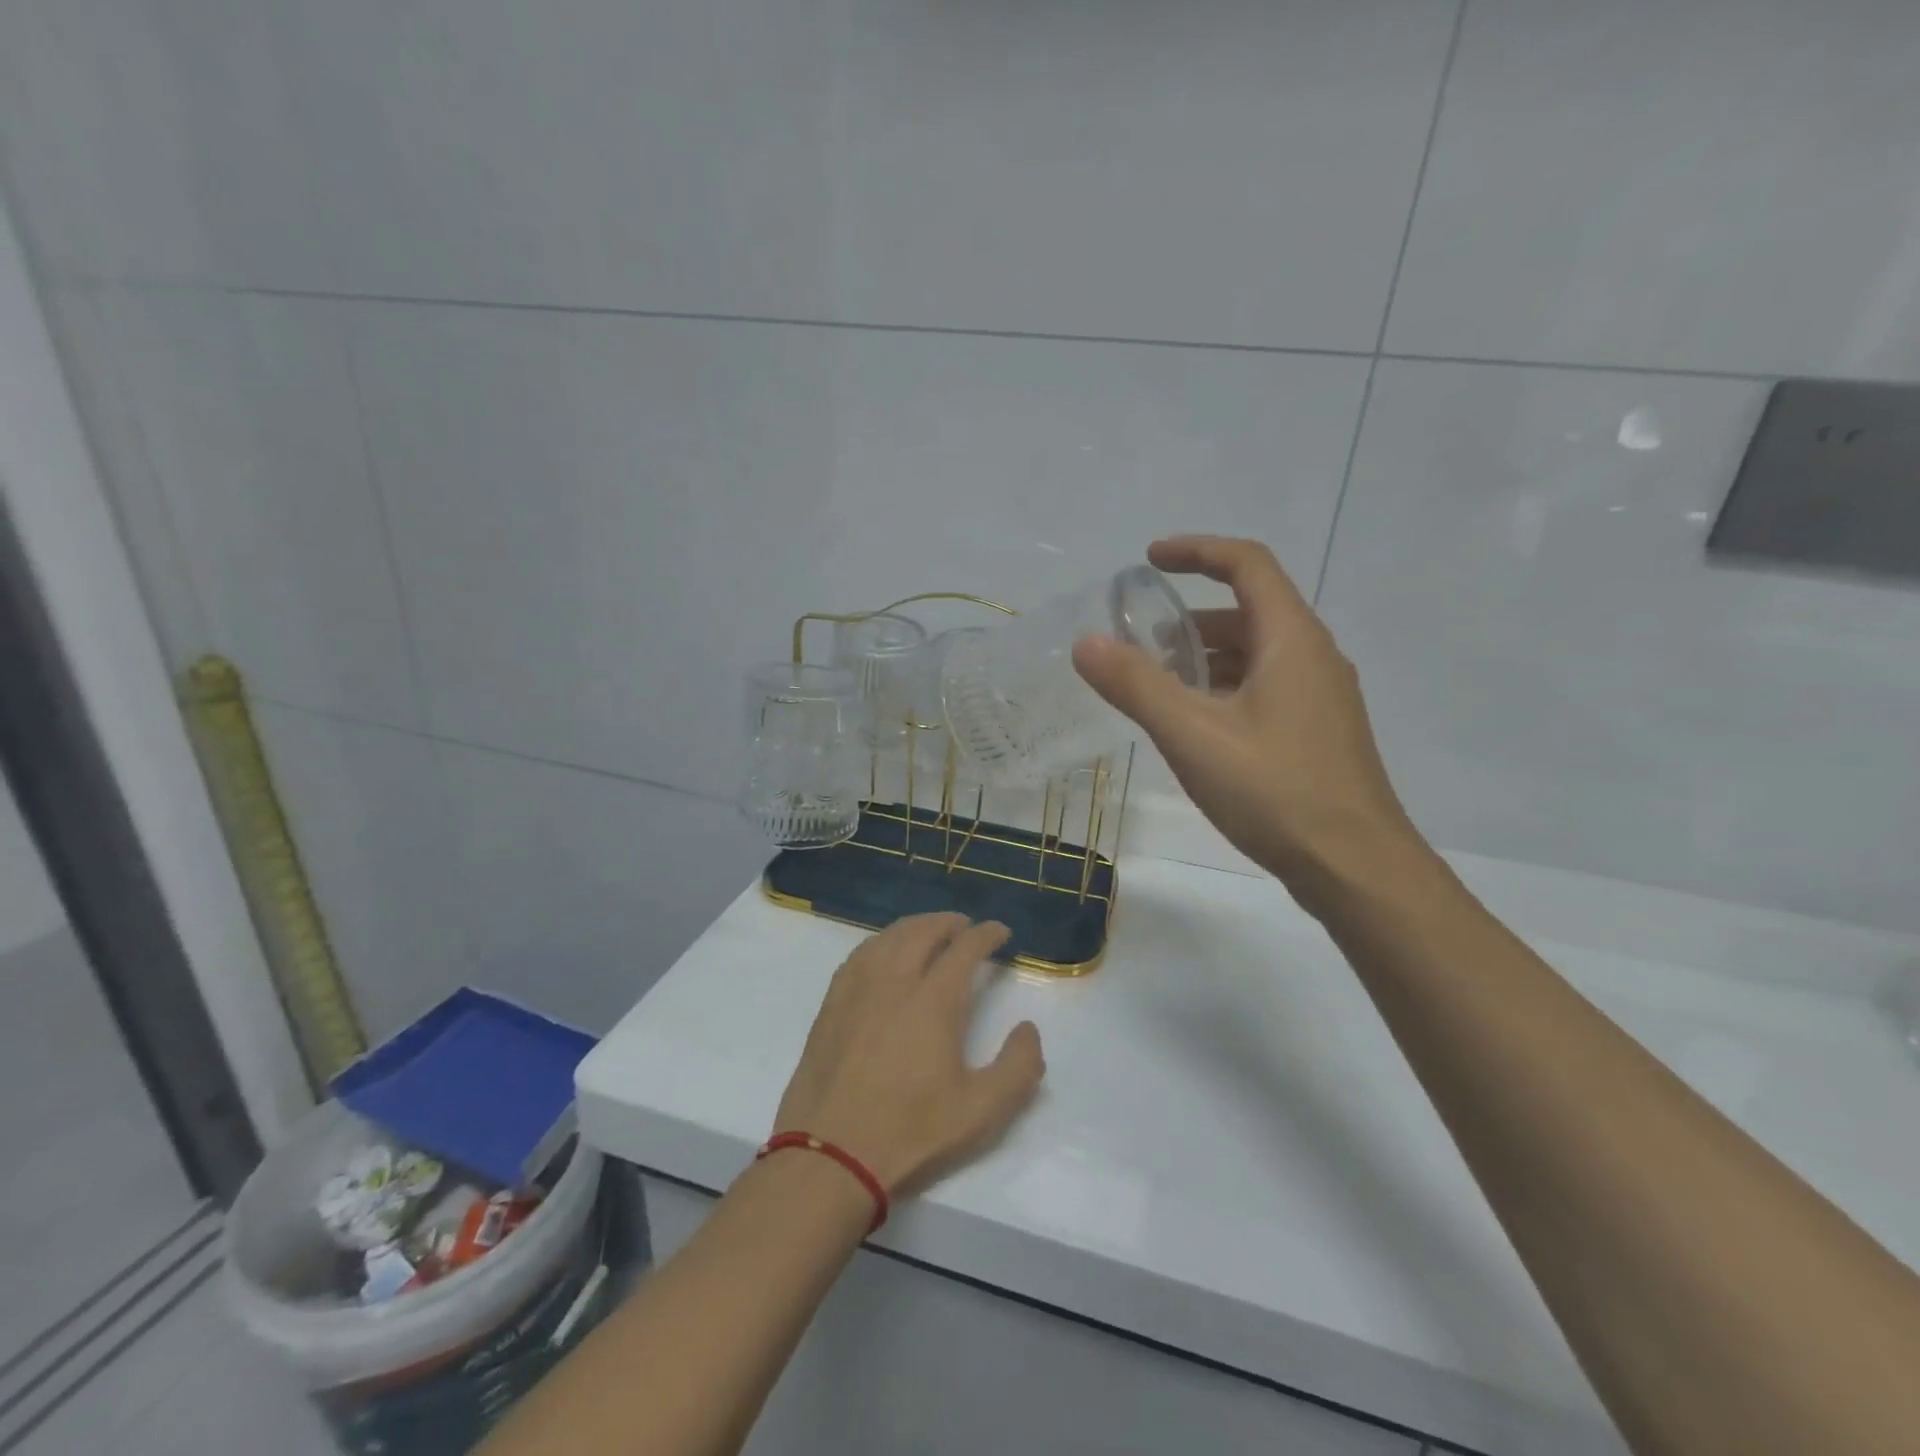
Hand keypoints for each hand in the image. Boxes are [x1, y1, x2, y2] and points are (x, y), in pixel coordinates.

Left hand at [772, 914, 1044, 1196]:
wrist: (831, 1156)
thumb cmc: (911, 1132)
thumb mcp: (982, 1111)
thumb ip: (1019, 1067)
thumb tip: (1028, 1028)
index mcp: (934, 1000)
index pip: (965, 949)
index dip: (986, 935)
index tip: (1000, 932)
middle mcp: (895, 981)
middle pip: (924, 931)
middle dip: (950, 923)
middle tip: (966, 927)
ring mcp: (858, 989)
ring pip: (889, 937)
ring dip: (915, 926)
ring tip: (929, 931)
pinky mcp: (831, 1004)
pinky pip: (860, 954)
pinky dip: (881, 942)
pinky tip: (884, 953)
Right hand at [1073, 536, 1419, 897]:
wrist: (1355, 867)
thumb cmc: (1276, 790)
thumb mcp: (1193, 735)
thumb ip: (1136, 685)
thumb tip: (1086, 643)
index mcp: (1292, 639)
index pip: (1247, 564)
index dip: (1197, 551)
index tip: (1150, 559)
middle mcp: (1314, 657)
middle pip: (1248, 612)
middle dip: (1189, 619)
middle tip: (1139, 643)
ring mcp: (1321, 698)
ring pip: (1255, 655)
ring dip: (1204, 658)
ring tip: (1156, 686)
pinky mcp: (1318, 733)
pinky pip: (1264, 689)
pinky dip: (1223, 689)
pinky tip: (1194, 727)